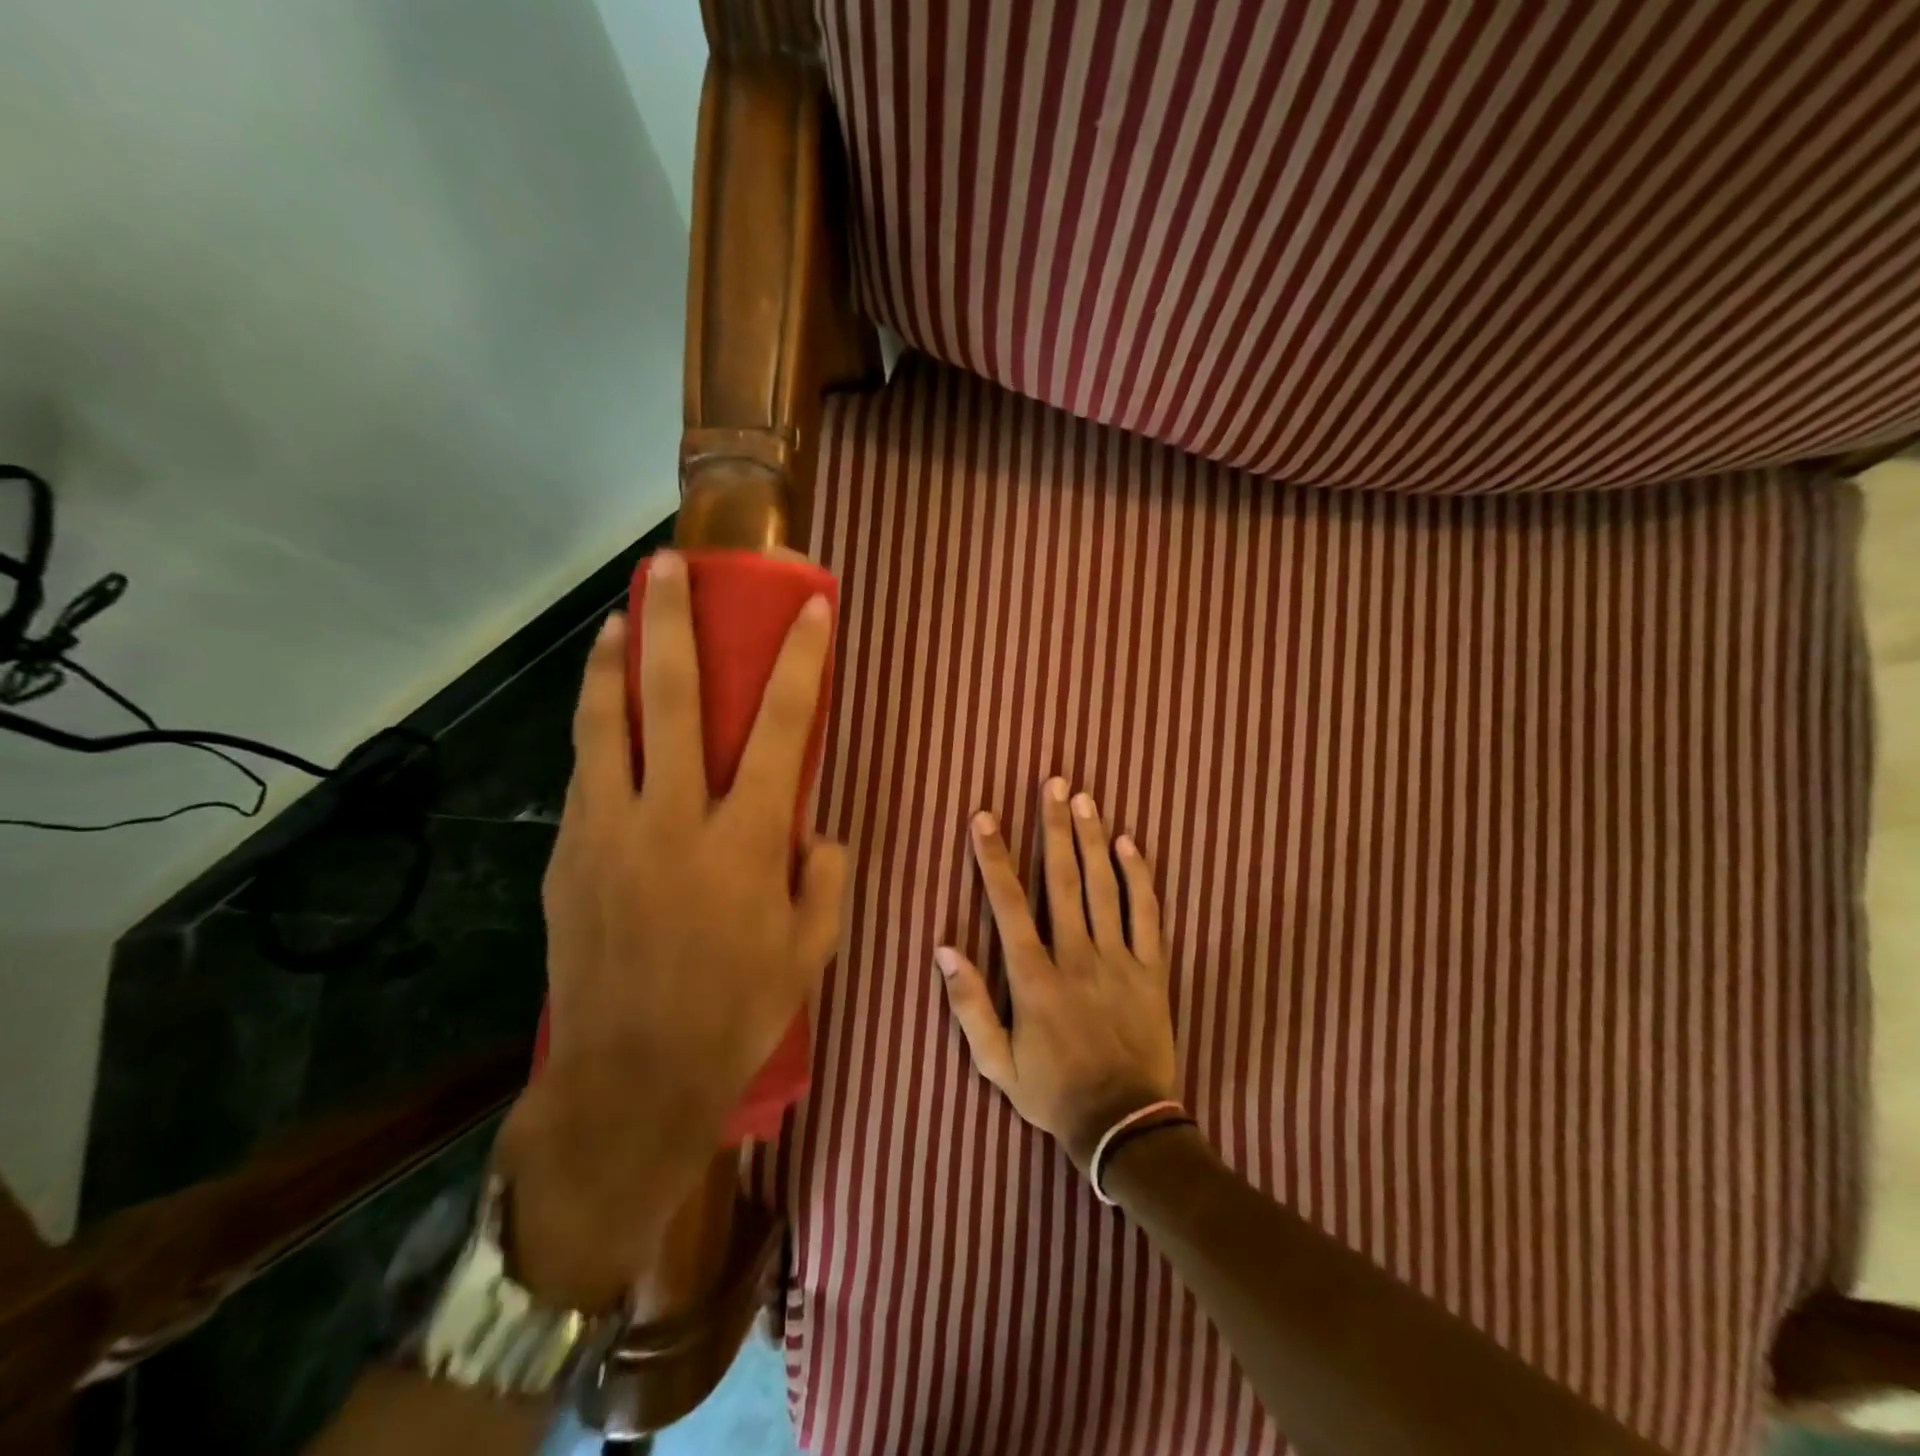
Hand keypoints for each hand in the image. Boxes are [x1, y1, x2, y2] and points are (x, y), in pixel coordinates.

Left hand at [497, 550, 847, 1305]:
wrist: (630, 1078)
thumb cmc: (736, 1012)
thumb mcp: (811, 949)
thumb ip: (824, 877)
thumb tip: (816, 832)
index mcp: (746, 839)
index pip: (785, 727)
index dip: (803, 661)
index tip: (814, 609)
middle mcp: (674, 818)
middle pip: (673, 698)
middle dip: (673, 622)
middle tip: (668, 567)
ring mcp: (610, 831)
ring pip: (605, 722)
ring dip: (613, 661)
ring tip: (619, 619)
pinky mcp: (569, 854)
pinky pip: (585, 773)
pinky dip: (595, 728)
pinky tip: (603, 714)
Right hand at [937, 778, 1177, 1170]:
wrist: (1124, 1125)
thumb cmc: (1053, 1092)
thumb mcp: (996, 1063)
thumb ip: (969, 1005)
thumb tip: (944, 949)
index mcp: (1034, 978)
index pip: (1008, 904)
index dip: (993, 857)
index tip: (985, 817)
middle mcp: (1076, 957)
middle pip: (1062, 880)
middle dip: (1053, 828)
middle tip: (1052, 783)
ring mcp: (1119, 960)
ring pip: (1104, 887)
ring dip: (1092, 839)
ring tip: (1083, 798)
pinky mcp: (1152, 969)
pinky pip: (1147, 914)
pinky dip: (1139, 877)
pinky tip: (1130, 844)